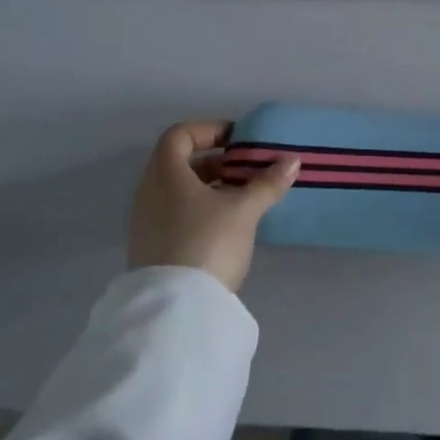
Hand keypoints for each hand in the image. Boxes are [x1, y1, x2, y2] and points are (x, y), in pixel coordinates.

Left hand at [127, 122, 299, 291]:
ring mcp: (147, 221)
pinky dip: (202, 208)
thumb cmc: (208, 243)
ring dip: (211, 186)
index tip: (239, 140)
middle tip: (248, 169)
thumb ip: (267, 183)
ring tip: (244, 197)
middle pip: (180, 162)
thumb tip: (292, 160)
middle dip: (217, 161)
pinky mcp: (153, 246)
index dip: (210, 130)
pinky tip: (228, 224)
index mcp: (166, 173)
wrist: (175, 308)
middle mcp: (149, 191)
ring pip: (179, 189)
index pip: (180, 135)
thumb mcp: (244, 210)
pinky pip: (177, 212)